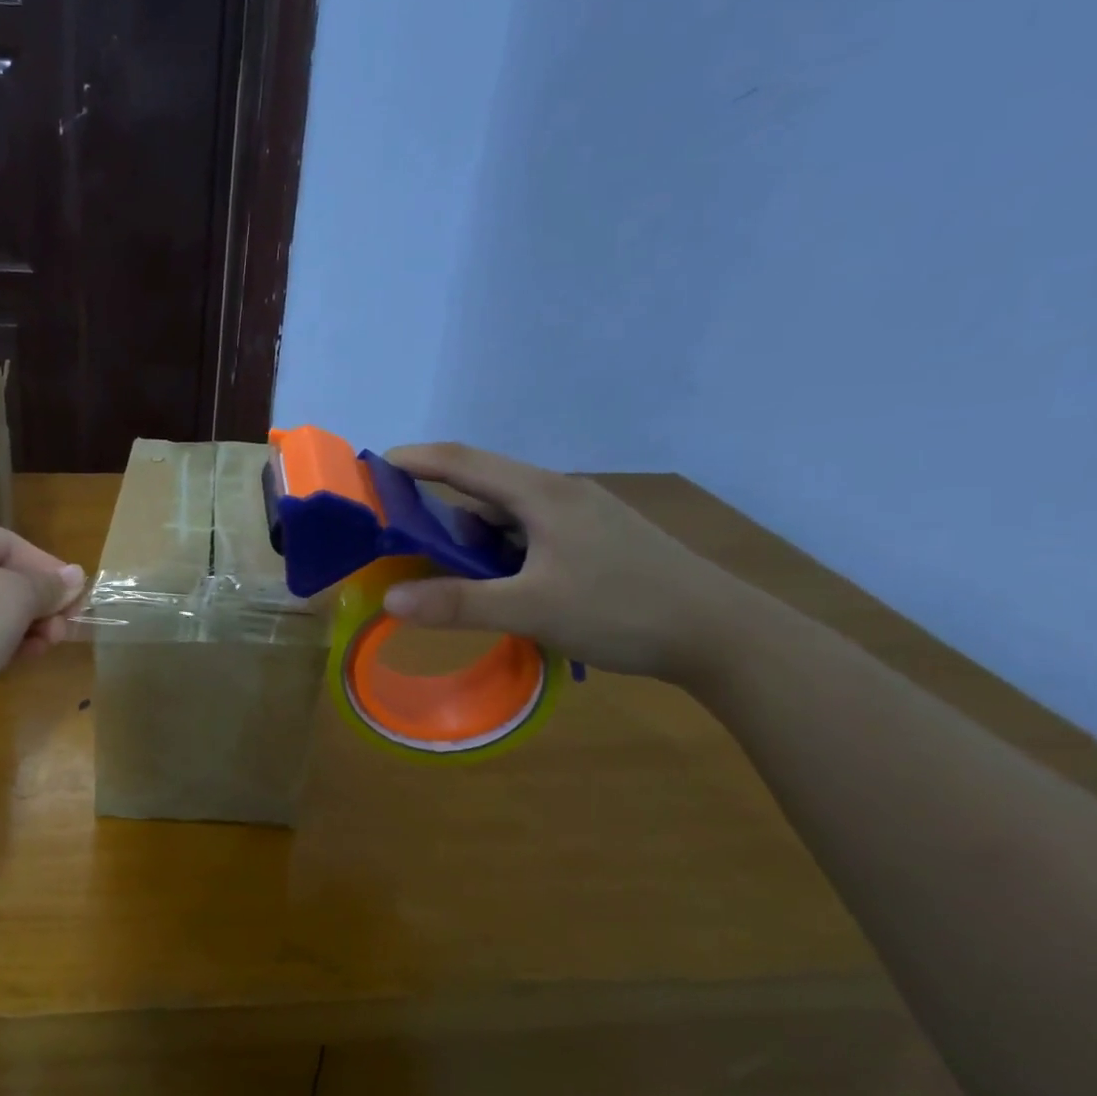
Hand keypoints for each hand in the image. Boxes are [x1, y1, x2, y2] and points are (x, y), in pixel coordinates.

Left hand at [0, 518, 85, 735]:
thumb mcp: (18, 594)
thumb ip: (49, 585)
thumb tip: (75, 576)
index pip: (7, 542)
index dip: (46, 566)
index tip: (76, 593)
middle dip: (37, 603)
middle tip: (65, 625)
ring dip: (25, 626)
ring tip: (49, 644)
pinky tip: (23, 658)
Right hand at [382, 444, 757, 681]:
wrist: (723, 635)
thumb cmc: (623, 610)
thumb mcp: (531, 610)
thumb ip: (458, 603)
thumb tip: (389, 601)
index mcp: (543, 495)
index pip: (464, 462)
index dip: (415, 460)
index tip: (373, 468)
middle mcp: (561, 495)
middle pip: (484, 488)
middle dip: (438, 507)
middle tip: (400, 537)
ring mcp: (583, 518)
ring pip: (509, 516)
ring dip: (472, 538)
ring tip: (447, 574)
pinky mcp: (597, 542)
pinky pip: (531, 536)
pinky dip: (501, 553)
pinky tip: (500, 585)